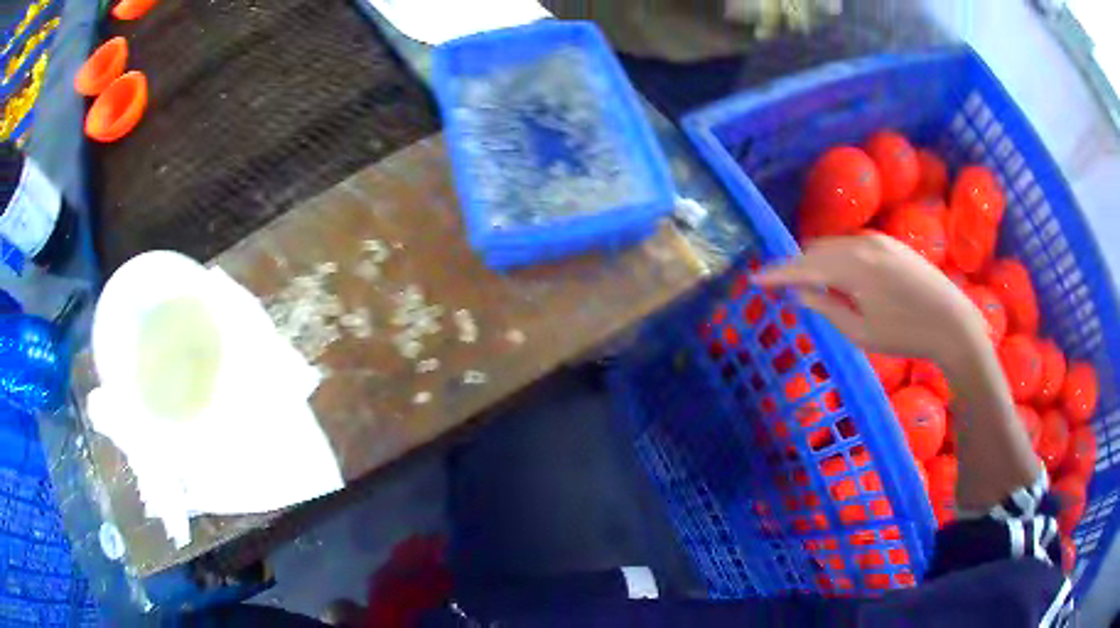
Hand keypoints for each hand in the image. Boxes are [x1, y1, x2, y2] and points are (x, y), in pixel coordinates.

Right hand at [754, 234, 986, 367]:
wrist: (952, 322)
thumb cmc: (905, 333)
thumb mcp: (861, 332)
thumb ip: (826, 307)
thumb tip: (800, 293)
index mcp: (853, 266)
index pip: (804, 266)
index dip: (776, 273)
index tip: (753, 279)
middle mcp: (862, 243)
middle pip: (817, 248)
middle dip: (797, 266)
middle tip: (782, 286)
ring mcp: (878, 240)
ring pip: (835, 245)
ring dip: (818, 261)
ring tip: (811, 285)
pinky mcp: (891, 243)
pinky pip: (853, 245)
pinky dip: (838, 258)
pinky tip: (842, 278)